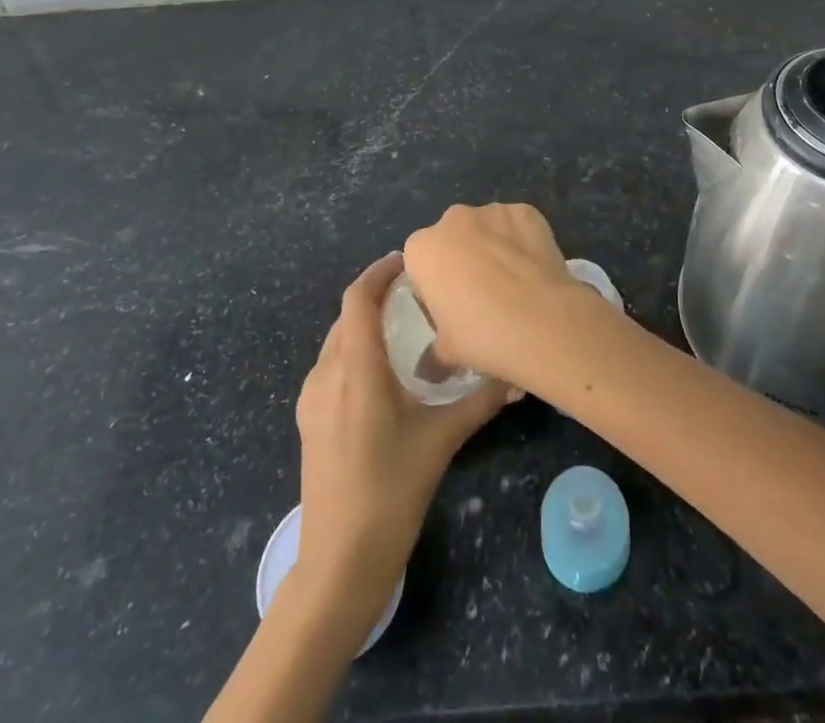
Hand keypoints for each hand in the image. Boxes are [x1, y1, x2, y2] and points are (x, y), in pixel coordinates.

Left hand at [291, 253, 508, 627]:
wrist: (338, 563)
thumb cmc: (390, 494)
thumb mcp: (440, 442)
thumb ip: (479, 403)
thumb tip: (515, 376)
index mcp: (355, 370)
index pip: (358, 299)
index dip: (379, 272)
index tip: (408, 261)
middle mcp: (326, 374)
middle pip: (347, 315)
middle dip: (378, 295)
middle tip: (416, 292)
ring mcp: (311, 398)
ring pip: (337, 340)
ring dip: (365, 323)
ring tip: (403, 325)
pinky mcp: (308, 418)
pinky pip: (331, 365)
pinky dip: (355, 349)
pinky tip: (382, 370)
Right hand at [402, 202, 592, 387]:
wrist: (541, 320)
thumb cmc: (481, 335)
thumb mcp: (446, 352)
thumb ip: (432, 353)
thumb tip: (429, 367)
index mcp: (422, 248)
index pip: (421, 264)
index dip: (435, 288)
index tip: (451, 311)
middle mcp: (453, 219)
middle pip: (453, 240)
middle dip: (463, 261)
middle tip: (483, 298)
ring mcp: (492, 210)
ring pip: (487, 230)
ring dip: (494, 249)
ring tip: (514, 286)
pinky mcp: (526, 211)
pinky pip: (518, 227)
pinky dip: (523, 242)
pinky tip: (534, 271)